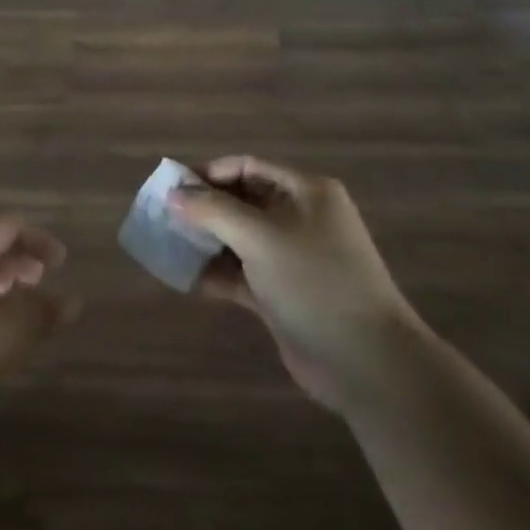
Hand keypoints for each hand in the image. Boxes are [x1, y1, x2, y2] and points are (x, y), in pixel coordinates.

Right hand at [172, 157, 408, 409]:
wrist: (366, 362)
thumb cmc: (314, 281)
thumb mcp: (260, 236)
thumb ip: (213, 211)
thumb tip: (174, 194)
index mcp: (305, 192)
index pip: (248, 167)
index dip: (209, 174)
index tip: (171, 188)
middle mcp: (300, 217)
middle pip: (242, 201)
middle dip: (203, 208)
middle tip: (164, 216)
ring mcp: (292, 257)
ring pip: (240, 238)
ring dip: (206, 240)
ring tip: (167, 244)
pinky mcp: (284, 292)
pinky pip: (242, 273)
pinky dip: (217, 273)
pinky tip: (185, 277)